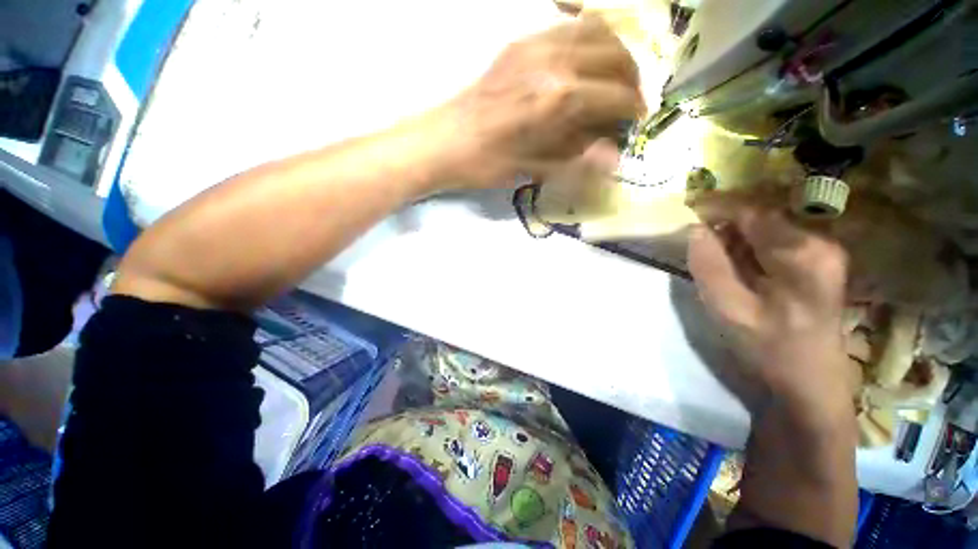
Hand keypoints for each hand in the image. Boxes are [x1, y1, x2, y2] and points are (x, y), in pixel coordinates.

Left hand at [430, 15, 643, 189]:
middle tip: (629, 103)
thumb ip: (577, 158)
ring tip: (614, 80)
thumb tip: (614, 157)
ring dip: (615, 54)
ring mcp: (535, 44)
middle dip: (632, 80)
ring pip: (596, 32)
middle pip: (615, 56)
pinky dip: (589, 40)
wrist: (444, 141)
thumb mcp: (533, 169)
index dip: (633, 109)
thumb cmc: (487, 163)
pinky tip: (586, 61)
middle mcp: (554, 61)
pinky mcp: (520, 42)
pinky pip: (569, 27)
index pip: (616, 95)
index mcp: (559, 99)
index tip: (637, 121)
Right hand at [688, 207, 853, 418]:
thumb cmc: (769, 348)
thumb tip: (695, 229)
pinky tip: (736, 266)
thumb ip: (708, 266)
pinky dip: (748, 247)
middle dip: (724, 223)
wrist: (810, 382)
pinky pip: (775, 241)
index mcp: (802, 254)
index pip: (753, 212)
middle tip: (695, 238)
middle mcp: (820, 243)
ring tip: (713, 256)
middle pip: (762, 217)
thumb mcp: (728, 309)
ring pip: (767, 228)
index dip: (717, 206)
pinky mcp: (819, 262)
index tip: (687, 209)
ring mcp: (824, 252)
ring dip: (735, 236)